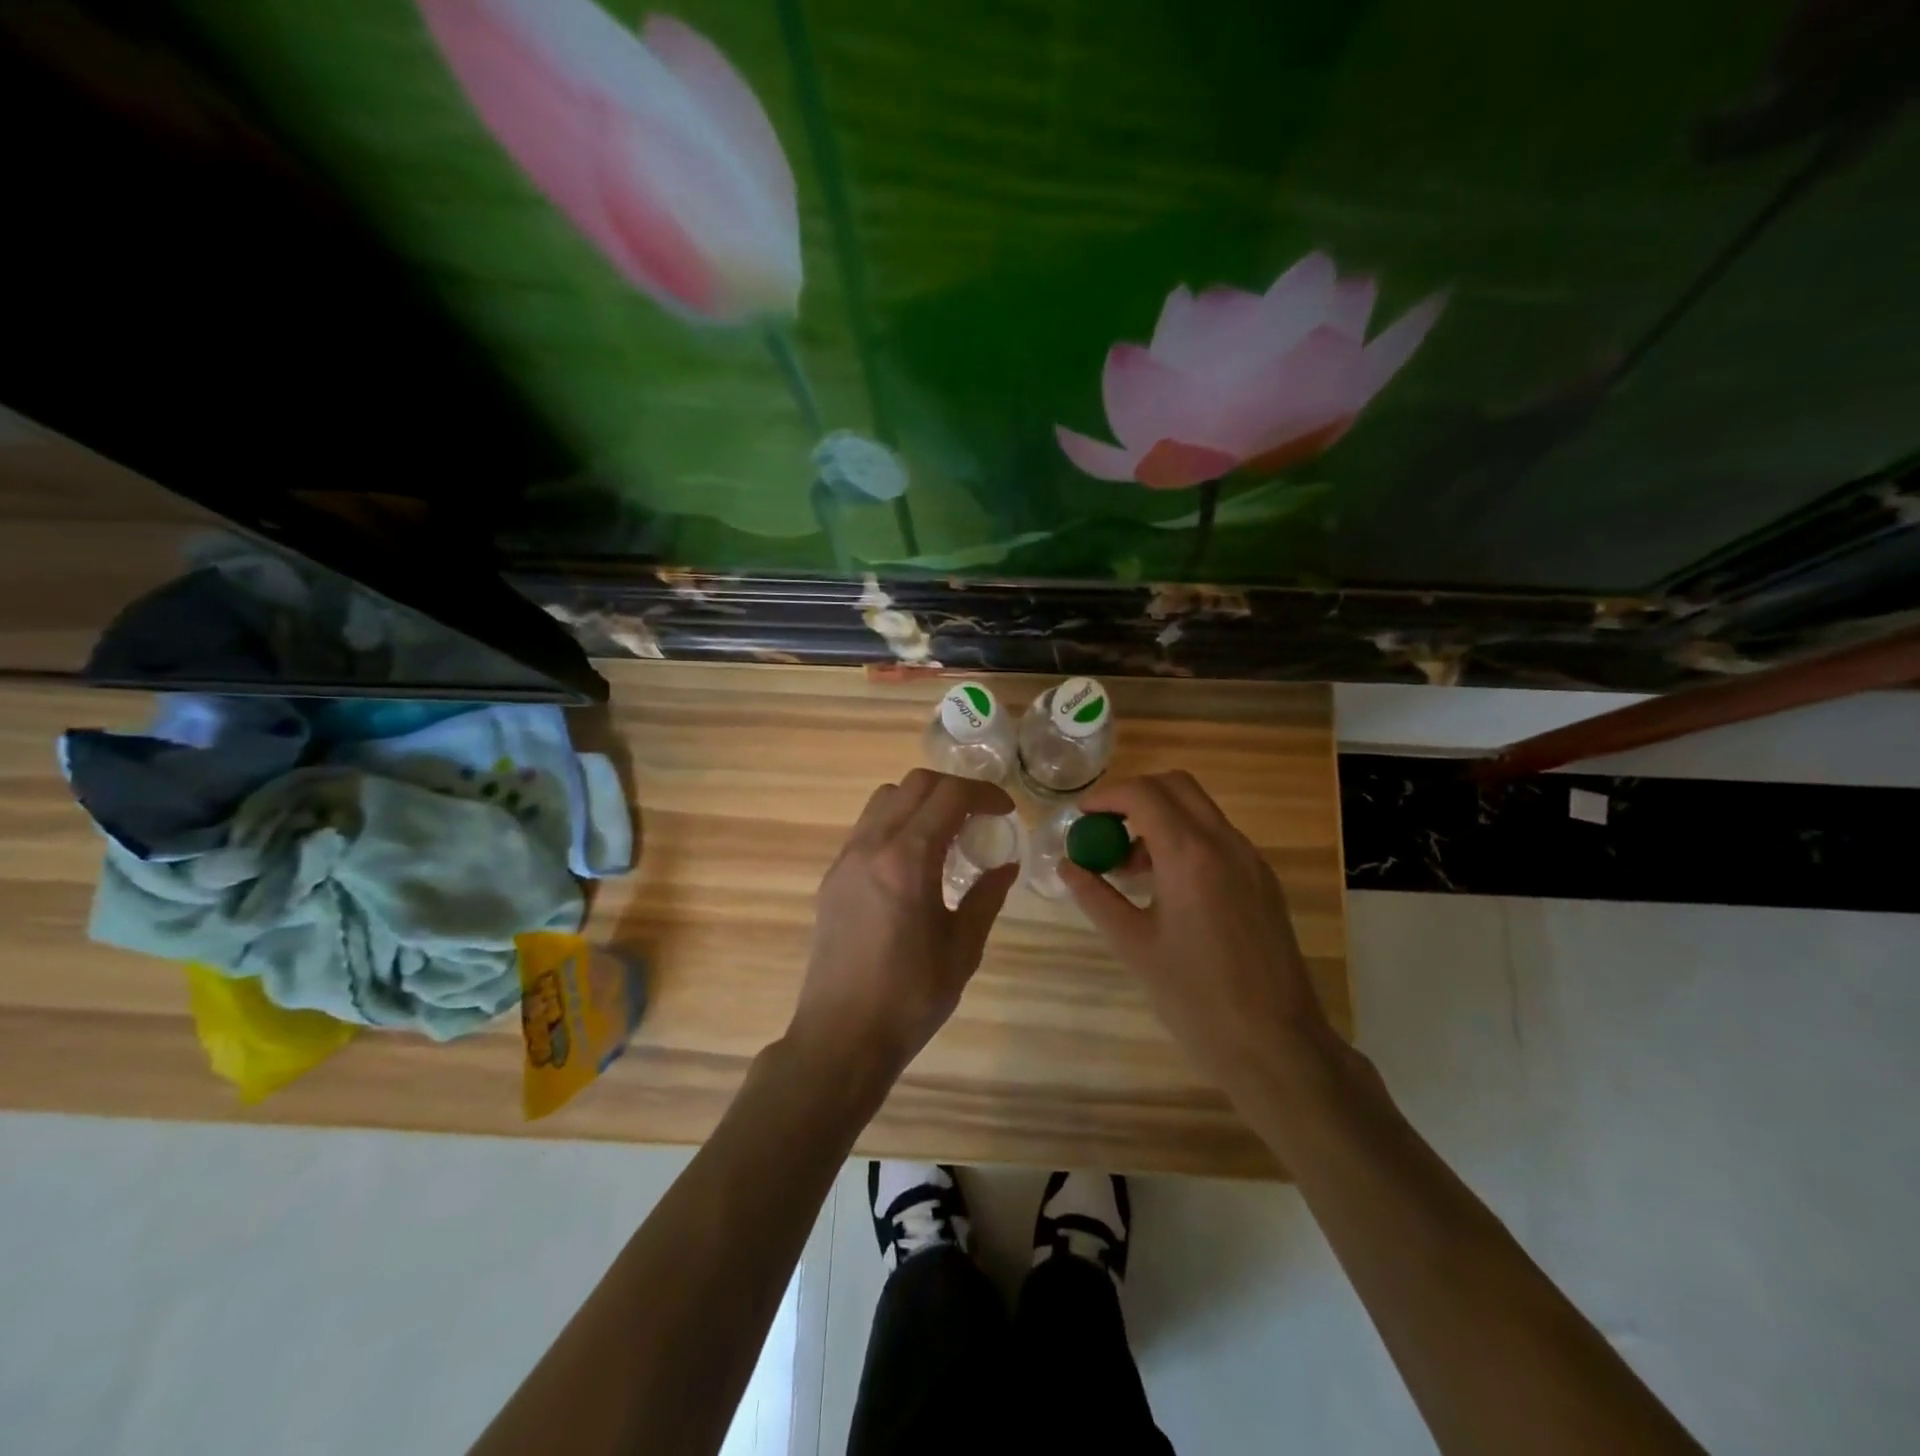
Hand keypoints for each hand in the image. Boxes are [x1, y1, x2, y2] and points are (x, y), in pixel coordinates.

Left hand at [790, 769, 1018, 1083]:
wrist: (841, 1037)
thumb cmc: (910, 997)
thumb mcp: (963, 948)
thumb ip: (987, 897)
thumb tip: (1006, 865)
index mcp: (907, 860)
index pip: (949, 795)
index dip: (984, 793)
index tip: (1005, 811)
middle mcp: (871, 846)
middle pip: (915, 784)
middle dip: (954, 790)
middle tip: (980, 817)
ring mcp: (846, 858)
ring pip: (885, 798)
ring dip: (921, 801)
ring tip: (946, 834)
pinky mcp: (832, 876)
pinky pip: (867, 826)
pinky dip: (896, 822)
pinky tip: (913, 860)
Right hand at [1063, 771, 1337, 1101]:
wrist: (1275, 1044)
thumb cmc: (1195, 997)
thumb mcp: (1133, 944)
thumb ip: (1096, 896)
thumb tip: (1067, 865)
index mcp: (1190, 855)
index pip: (1144, 794)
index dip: (1107, 797)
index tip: (1081, 816)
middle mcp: (1226, 844)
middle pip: (1177, 786)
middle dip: (1135, 796)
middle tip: (1104, 827)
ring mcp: (1251, 861)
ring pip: (1200, 810)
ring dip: (1161, 818)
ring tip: (1129, 865)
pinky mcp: (1263, 881)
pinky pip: (1218, 838)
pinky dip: (1186, 840)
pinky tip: (1167, 886)